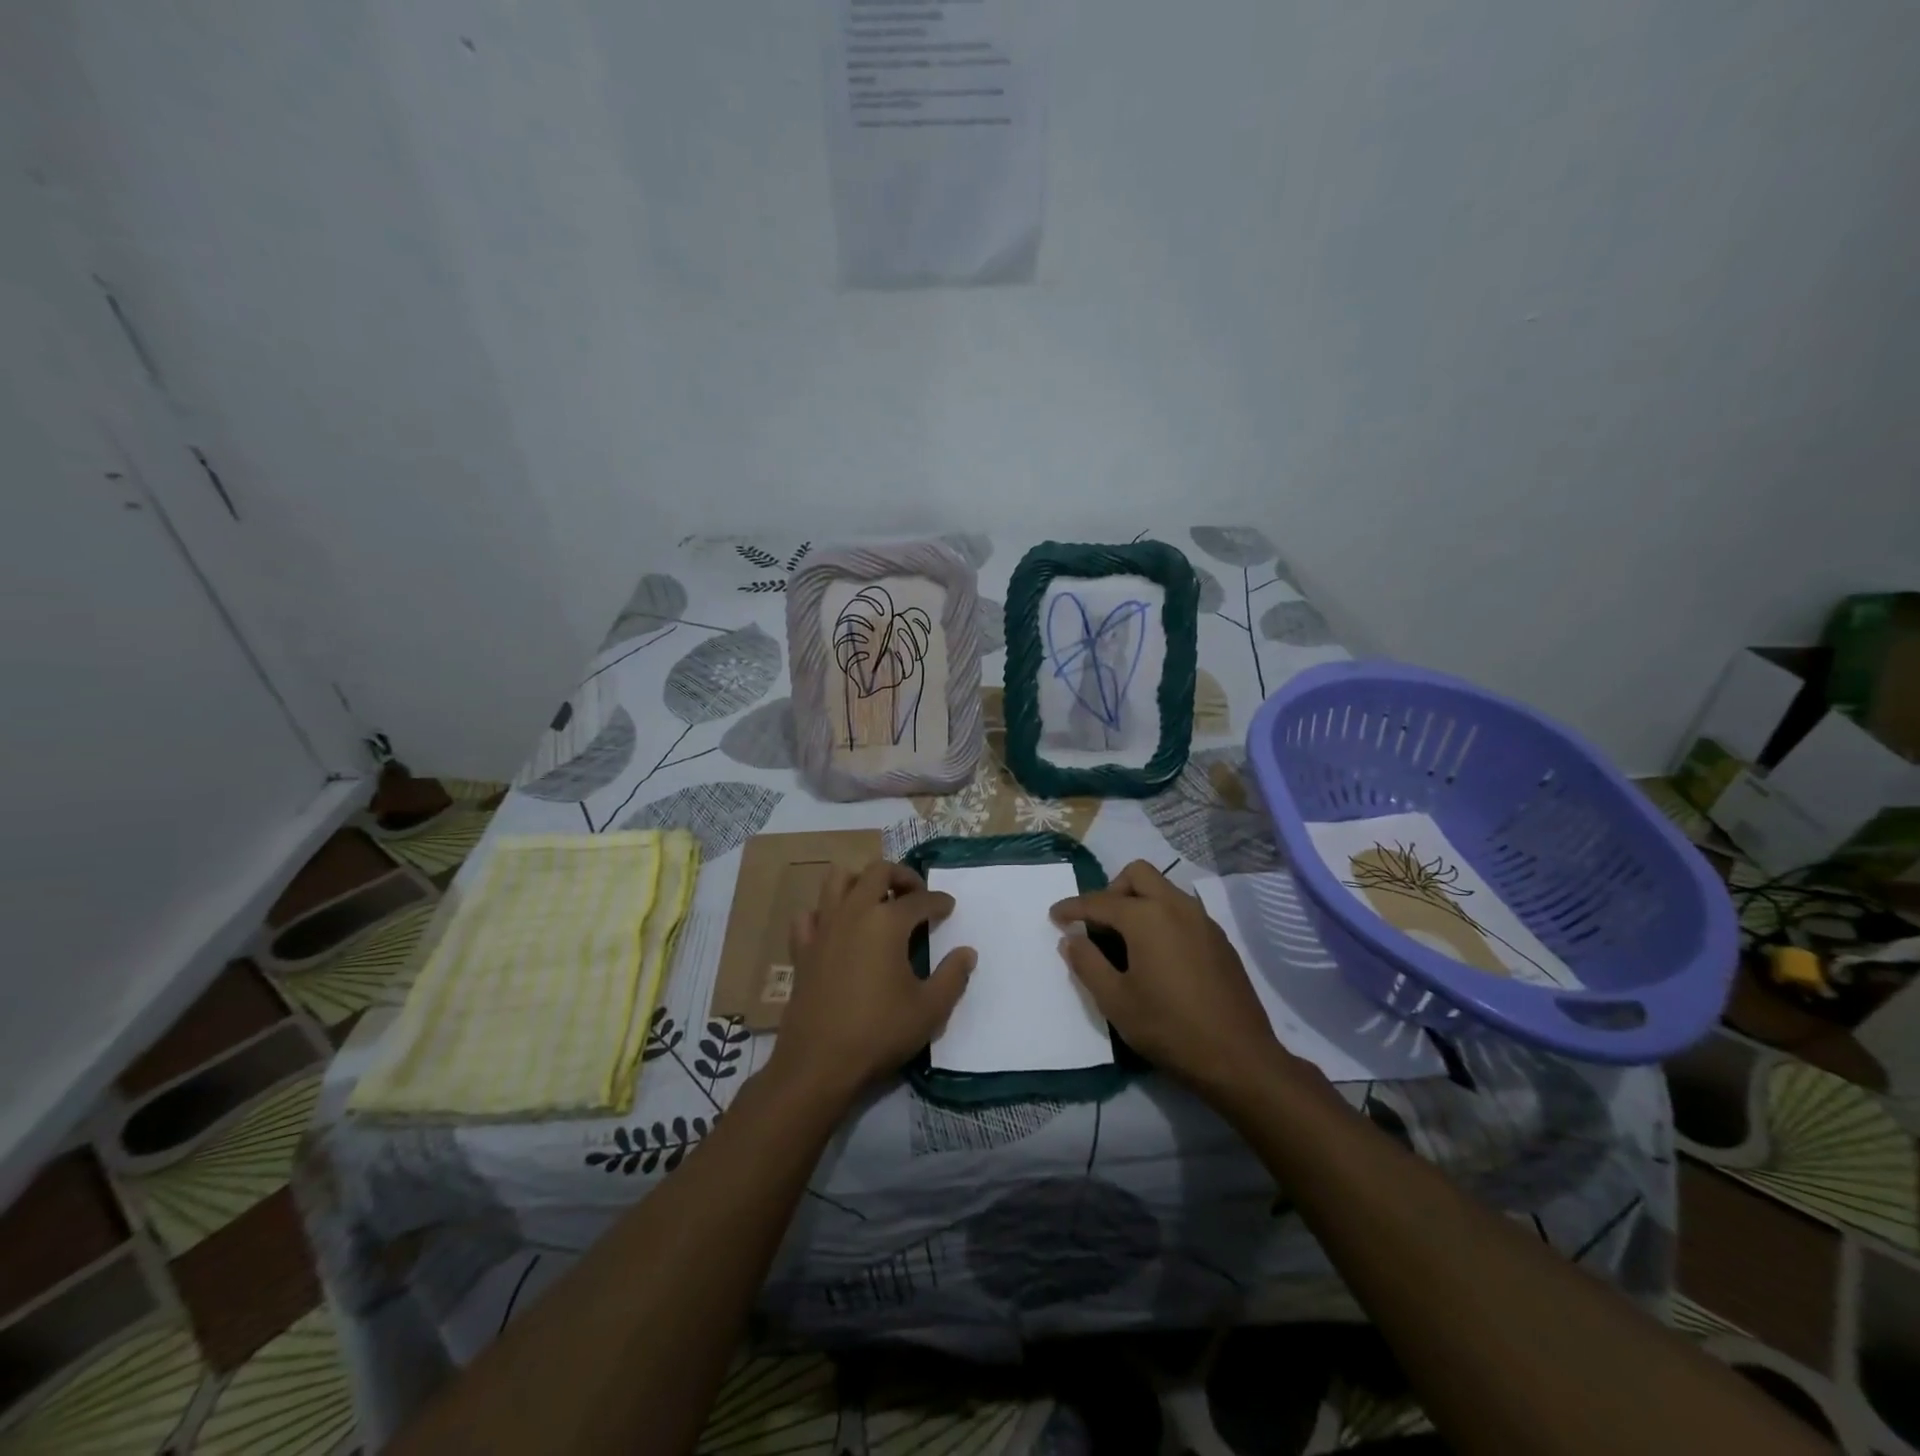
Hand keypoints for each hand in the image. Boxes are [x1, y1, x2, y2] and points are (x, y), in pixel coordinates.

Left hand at [766, 860, 974, 1107]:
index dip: (939, 901)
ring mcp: (824, 928)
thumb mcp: (930, 1010)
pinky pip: (810, 915)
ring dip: (860, 881)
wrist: (819, 1063)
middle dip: (901, 876)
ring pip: (838, 880)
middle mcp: (854, 912)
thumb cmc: (879, 1033)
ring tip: (877, 900)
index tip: (949, 908)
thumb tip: (967, 952)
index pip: (920, 899)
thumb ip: (953, 976)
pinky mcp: (802, 948)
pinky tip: (837, 929)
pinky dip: (824, 913)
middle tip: (916, 894)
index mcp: (887, 922)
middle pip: (877, 871)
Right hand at [1051, 860, 1291, 1097]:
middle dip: (1111, 890)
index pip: (1099, 902)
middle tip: (1097, 924)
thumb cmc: (1169, 1028)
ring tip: (1125, 939)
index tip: (1054, 916)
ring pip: (1163, 889)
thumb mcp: (1116, 1001)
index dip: (1072, 908)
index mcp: (1147, 916)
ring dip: (1139, 901)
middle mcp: (1176, 906)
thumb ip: (1087, 963)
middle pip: (1137, 874)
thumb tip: (1071, 939)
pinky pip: (1182, 910)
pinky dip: (1161, 917)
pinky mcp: (1219, 939)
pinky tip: (1157, 954)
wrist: (1239, 1058)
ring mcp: (1203, 920)